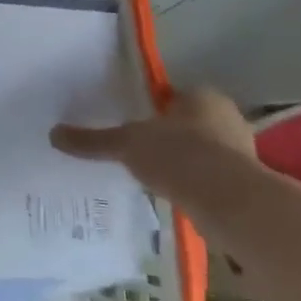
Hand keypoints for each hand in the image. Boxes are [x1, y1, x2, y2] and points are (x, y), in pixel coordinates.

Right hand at [51, 89, 262, 231]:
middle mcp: (227, 117)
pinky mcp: (247, 185)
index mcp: (202, 96)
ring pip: (204, 152)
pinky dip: (195, 186)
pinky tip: (175, 197)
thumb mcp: (126, 144)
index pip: (173, 96)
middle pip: (190, 123)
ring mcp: (242, 152)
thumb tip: (53, 134)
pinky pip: (213, 179)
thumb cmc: (179, 156)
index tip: (133, 124)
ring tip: (154, 178)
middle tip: (140, 151)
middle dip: (169, 136)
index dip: (152, 108)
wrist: (230, 204)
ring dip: (184, 163)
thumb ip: (93, 140)